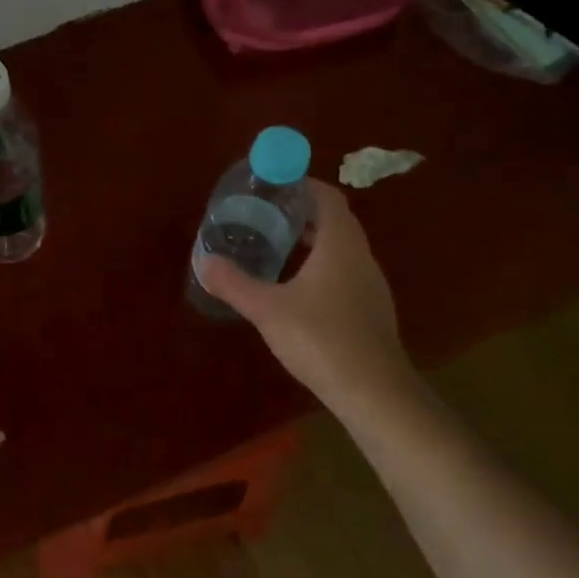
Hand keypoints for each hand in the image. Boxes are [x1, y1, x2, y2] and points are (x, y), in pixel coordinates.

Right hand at [199, 179, 414, 409]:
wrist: (374, 392)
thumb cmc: (321, 338)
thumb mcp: (267, 309)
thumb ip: (234, 283)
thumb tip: (204, 262)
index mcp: (340, 244)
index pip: (327, 197)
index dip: (302, 185)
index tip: (273, 187)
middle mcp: (361, 256)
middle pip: (334, 220)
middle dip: (301, 213)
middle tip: (264, 215)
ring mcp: (370, 284)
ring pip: (341, 248)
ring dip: (312, 241)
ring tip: (276, 247)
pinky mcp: (371, 310)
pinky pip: (345, 272)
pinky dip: (321, 267)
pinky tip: (297, 288)